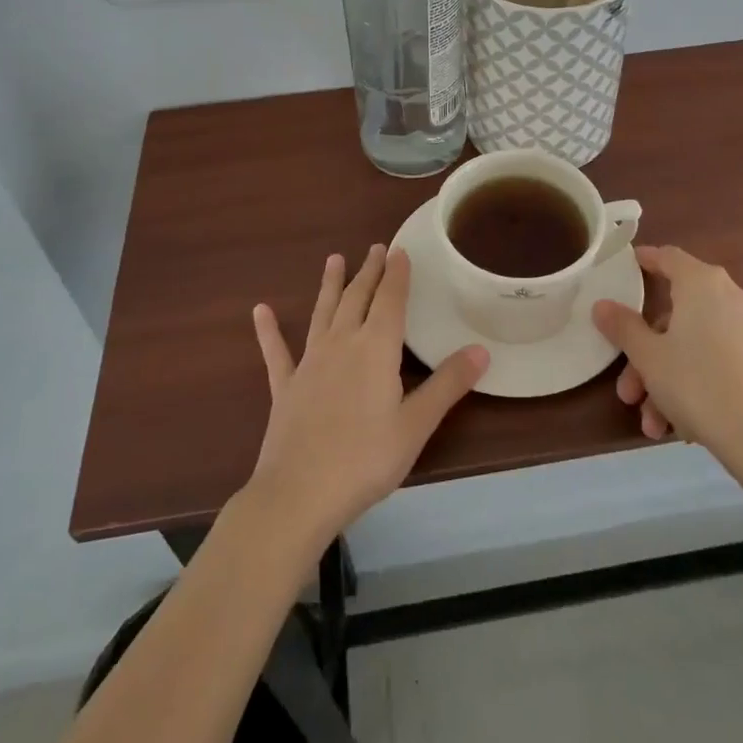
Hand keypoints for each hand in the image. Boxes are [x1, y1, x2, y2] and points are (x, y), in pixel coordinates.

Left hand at [247, 246, 489, 548]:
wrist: (299, 494)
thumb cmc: (365, 460)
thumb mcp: (416, 425)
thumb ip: (447, 385)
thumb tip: (481, 350)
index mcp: (375, 349)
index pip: (390, 300)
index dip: (396, 274)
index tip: (399, 250)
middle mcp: (341, 344)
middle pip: (357, 298)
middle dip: (369, 271)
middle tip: (375, 248)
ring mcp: (309, 363)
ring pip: (322, 313)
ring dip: (330, 285)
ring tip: (334, 259)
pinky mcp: (285, 386)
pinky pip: (277, 351)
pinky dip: (269, 330)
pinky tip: (260, 310)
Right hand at [592, 245, 742, 465]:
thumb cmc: (698, 383)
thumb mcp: (649, 356)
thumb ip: (623, 327)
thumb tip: (601, 304)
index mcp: (702, 284)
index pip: (668, 257)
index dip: (644, 260)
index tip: (624, 268)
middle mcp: (730, 297)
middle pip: (675, 315)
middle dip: (645, 354)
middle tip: (627, 388)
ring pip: (693, 345)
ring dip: (665, 380)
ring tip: (651, 422)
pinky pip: (714, 362)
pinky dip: (692, 385)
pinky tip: (678, 427)